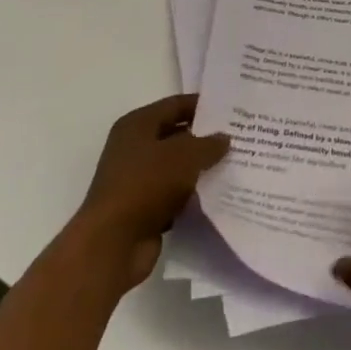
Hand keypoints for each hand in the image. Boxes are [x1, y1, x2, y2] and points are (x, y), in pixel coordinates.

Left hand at [75, 95, 228, 293]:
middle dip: (205, 138)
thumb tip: (223, 138)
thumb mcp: (185, 155)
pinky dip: (192, 196)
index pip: (175, 105)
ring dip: (200, 170)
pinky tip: (217, 195)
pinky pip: (174, 195)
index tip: (231, 109)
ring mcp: (136, 181)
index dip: (203, 105)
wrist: (112, 245)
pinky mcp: (143, 209)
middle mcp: (133, 148)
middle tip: (238, 137)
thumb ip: (208, 144)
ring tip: (234, 165)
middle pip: (176, 136)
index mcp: (137, 125)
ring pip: (176, 168)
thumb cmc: (146, 185)